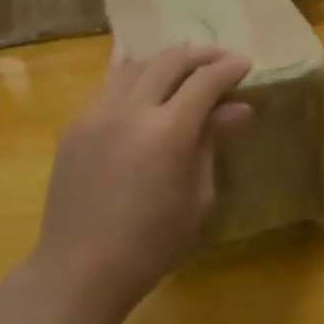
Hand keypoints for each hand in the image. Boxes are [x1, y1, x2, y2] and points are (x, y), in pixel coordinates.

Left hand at [32, 44, 251, 320]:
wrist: (80, 268)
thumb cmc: (152, 243)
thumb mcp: (197, 196)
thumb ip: (212, 142)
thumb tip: (238, 108)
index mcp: (168, 131)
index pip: (205, 81)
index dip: (229, 68)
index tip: (245, 64)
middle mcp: (131, 109)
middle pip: (171, 60)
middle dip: (201, 54)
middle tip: (221, 60)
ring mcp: (98, 112)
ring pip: (137, 65)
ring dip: (166, 59)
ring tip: (185, 64)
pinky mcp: (77, 122)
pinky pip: (108, 83)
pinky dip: (130, 70)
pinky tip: (137, 62)